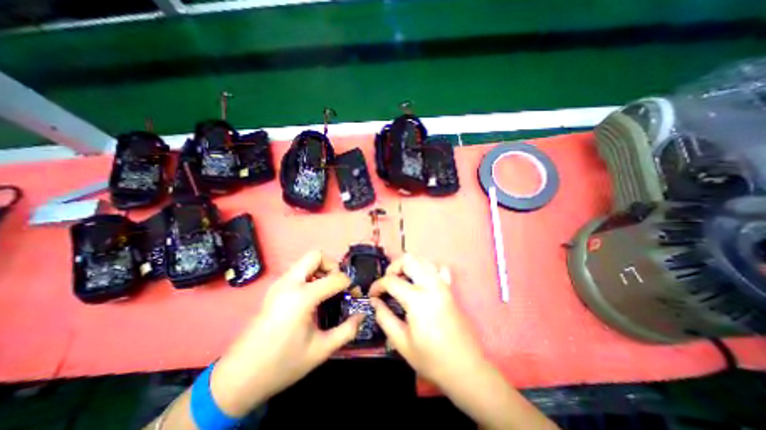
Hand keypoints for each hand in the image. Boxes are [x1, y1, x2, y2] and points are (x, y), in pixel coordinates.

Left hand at [208, 251, 364, 413]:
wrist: (238, 377)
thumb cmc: (282, 364)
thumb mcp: (321, 350)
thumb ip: (347, 330)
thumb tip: (362, 315)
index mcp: (302, 297)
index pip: (335, 278)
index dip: (349, 284)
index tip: (353, 294)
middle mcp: (289, 283)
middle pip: (316, 255)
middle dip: (332, 265)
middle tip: (338, 284)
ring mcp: (279, 284)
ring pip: (305, 261)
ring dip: (320, 269)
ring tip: (327, 290)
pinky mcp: (274, 289)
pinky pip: (297, 271)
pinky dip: (310, 275)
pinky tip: (313, 296)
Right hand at [367, 253, 479, 387]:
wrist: (465, 368)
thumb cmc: (431, 358)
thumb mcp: (401, 342)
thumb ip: (384, 317)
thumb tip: (374, 301)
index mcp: (417, 299)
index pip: (391, 281)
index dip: (377, 285)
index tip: (372, 295)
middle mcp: (431, 285)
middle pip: (408, 260)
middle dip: (393, 267)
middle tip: (387, 283)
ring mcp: (443, 284)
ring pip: (422, 259)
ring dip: (408, 265)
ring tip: (401, 281)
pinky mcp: (450, 288)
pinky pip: (438, 268)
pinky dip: (426, 268)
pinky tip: (421, 281)